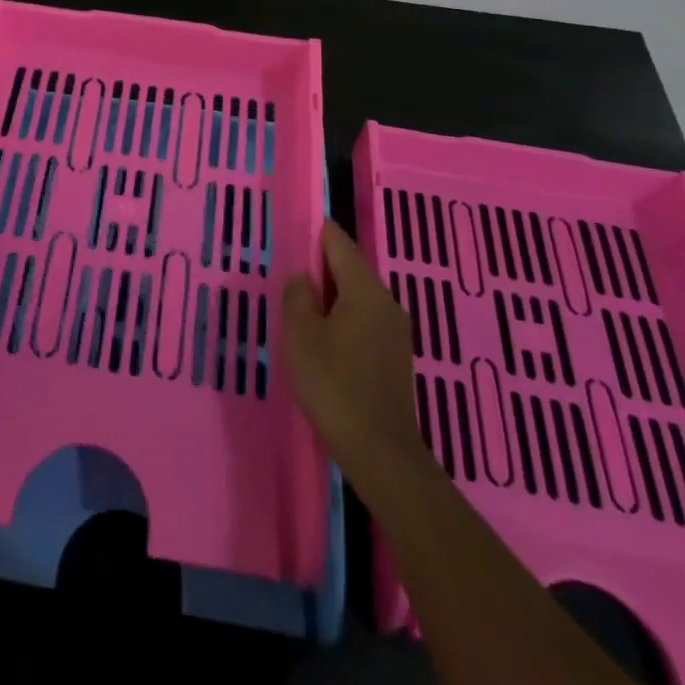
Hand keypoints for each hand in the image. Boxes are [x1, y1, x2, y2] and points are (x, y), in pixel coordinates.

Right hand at [282, 220, 425, 499]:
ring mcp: (395, 331)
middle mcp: (386, 301)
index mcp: (365, 289)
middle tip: (289, 279)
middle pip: (350, 268)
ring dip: (331, 298)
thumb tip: (304, 279)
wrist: (380, 452)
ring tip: (301, 312)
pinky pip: (364, 321)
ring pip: (357, 297)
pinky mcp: (395, 356)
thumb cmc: (335, 385)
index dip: (315, 232)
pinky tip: (324, 342)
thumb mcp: (301, 335)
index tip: (292, 233)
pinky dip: (342, 320)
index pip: (338, 242)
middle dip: (320, 269)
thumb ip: (298, 296)